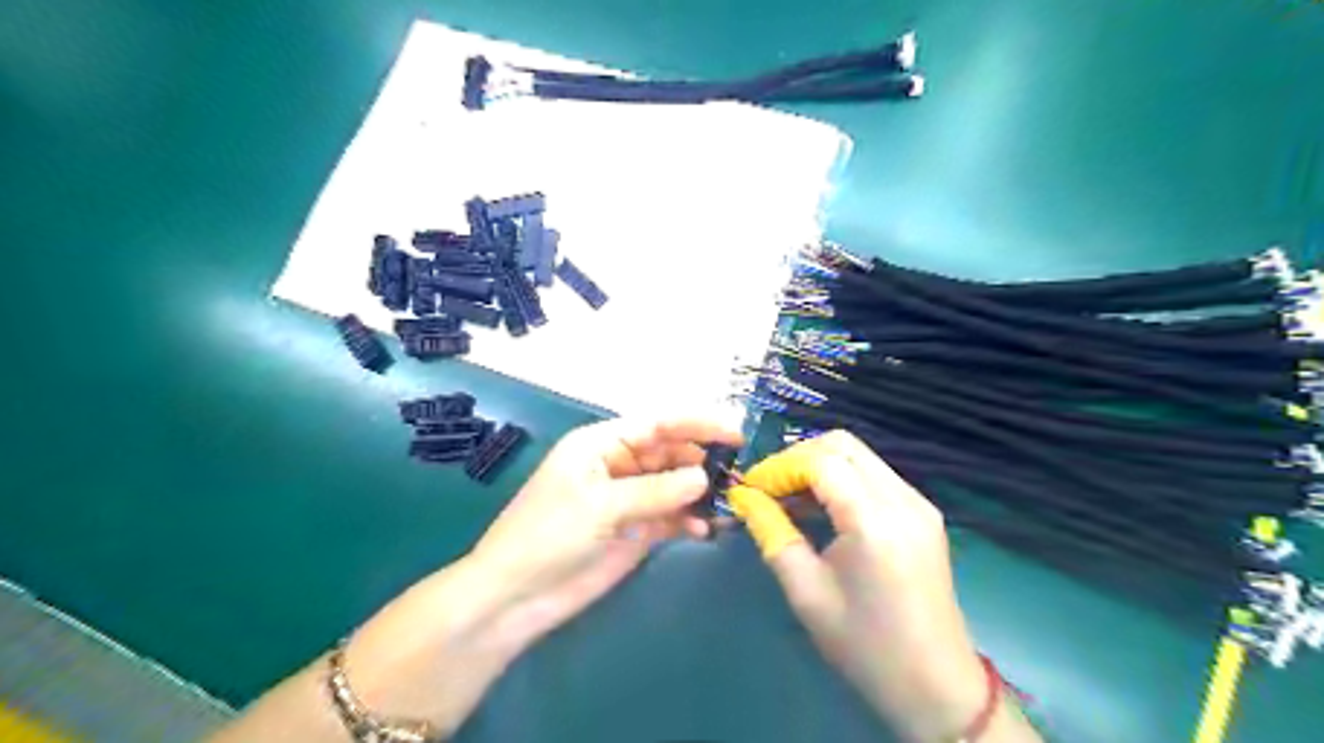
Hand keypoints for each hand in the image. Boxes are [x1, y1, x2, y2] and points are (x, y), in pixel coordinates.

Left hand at [468, 419, 742, 649]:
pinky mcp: (635, 531)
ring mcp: (628, 499)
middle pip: (670, 453)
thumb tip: (703, 477)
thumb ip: (655, 491)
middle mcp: (618, 465)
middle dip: (701, 461)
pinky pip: (670, 517)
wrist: (516, 597)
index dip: (697, 424)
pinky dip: (688, 520)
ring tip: (726, 505)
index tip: (735, 433)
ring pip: (674, 485)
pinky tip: (704, 530)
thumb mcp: (600, 505)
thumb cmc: (549, 536)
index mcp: (602, 444)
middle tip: (735, 476)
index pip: (657, 424)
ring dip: (698, 493)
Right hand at [736, 428, 1033, 741]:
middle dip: (798, 457)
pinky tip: (822, 508)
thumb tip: (743, 498)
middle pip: (842, 445)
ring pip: (859, 455)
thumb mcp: (806, 592)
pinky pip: (874, 475)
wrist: (936, 685)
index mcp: (874, 521)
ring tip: (789, 498)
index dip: (779, 467)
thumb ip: (772, 533)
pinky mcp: (923, 512)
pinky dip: (842, 479)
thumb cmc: (865, 646)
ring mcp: (918, 503)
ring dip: (819, 466)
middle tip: (769, 488)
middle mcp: (903, 499)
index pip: (820, 461)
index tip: (750, 489)